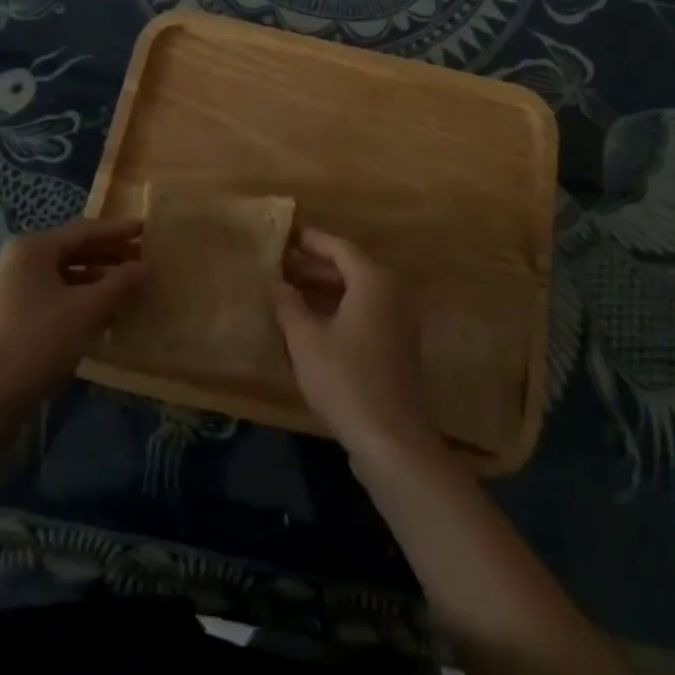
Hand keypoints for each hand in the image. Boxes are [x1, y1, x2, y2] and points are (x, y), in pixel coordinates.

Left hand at [0, 217, 146, 402]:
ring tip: (127, 286)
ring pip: (61, 275)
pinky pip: (51, 295)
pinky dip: (78, 297)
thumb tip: (146, 266)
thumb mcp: (88, 308)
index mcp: (31, 248)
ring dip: (95, 279)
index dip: (117, 231)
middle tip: (141, 258)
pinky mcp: (8, 316)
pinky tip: (101, 312)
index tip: (145, 229)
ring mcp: (8, 289)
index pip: (83, 231)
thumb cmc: (40, 340)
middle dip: (108, 255)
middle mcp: (16, 261)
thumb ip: (121, 282)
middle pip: (71, 250)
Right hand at [271, 228, 443, 469]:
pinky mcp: (397, 345)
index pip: (339, 247)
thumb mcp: (305, 340)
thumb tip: (277, 283)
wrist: (391, 438)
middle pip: (350, 268)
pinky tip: (313, 323)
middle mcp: (392, 292)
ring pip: (357, 292)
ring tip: (290, 293)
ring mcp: (398, 320)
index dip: (311, 241)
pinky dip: (339, 309)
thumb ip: (288, 305)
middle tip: (281, 266)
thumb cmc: (345, 379)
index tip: (286, 237)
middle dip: (315, 267)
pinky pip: (365, 312)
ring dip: (325, 290)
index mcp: (373, 280)